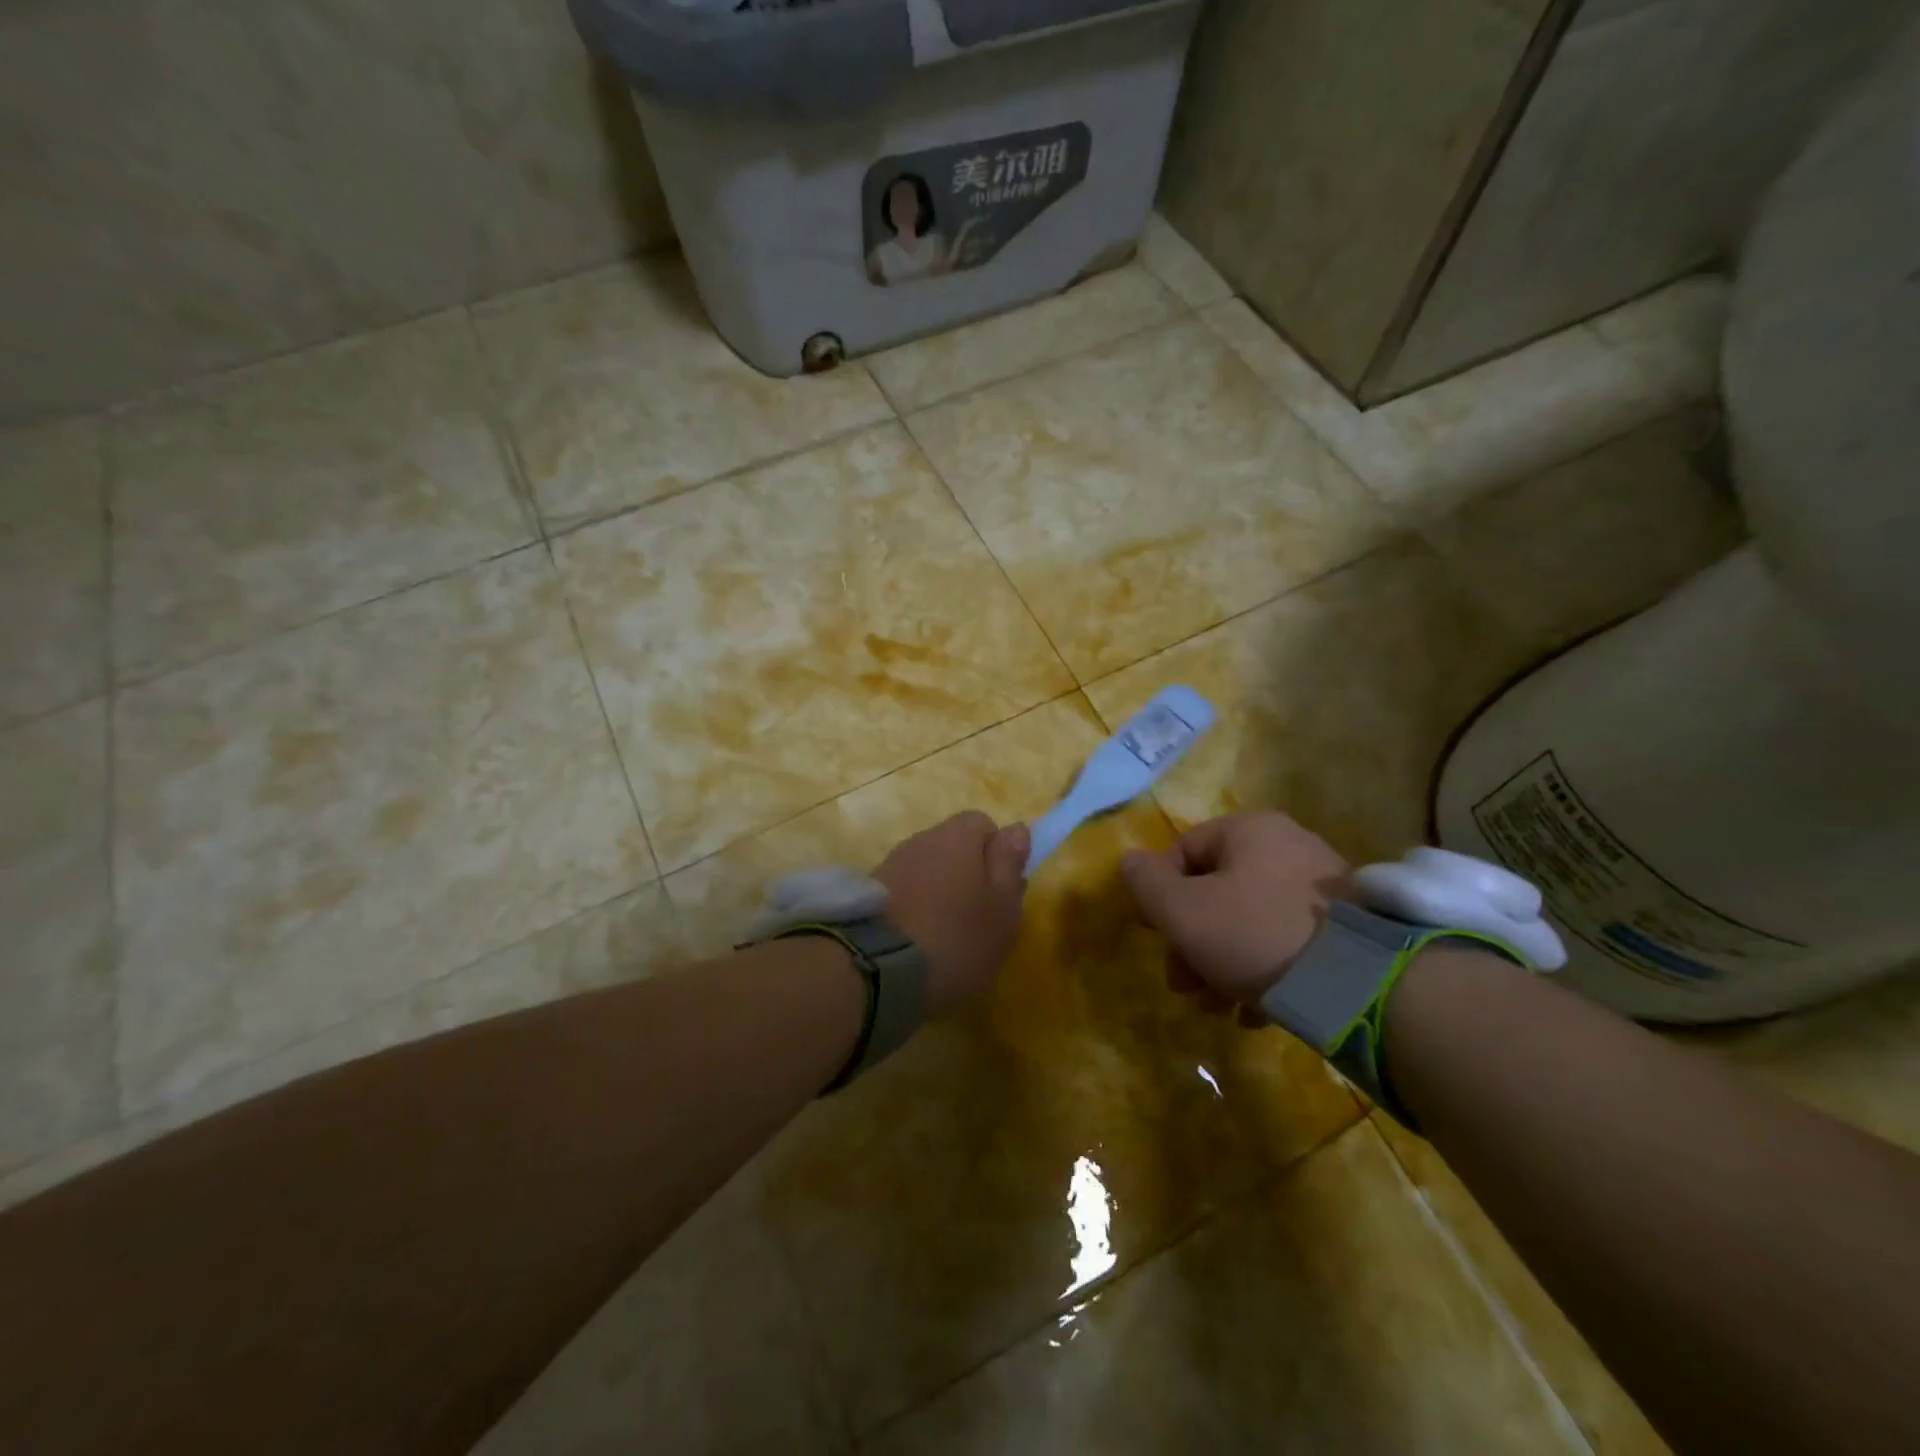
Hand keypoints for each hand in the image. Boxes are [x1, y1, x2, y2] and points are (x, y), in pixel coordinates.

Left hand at [875, 812, 1029, 1014]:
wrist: (876, 970)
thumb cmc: (956, 938)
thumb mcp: (1002, 910)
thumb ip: (1010, 866)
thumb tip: (1017, 830)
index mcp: (958, 837)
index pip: (984, 824)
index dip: (997, 854)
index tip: (1001, 891)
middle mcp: (921, 840)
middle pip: (953, 847)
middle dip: (968, 875)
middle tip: (979, 919)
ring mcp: (890, 865)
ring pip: (928, 870)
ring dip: (940, 893)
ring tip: (946, 936)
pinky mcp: (869, 894)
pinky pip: (905, 891)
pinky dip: (915, 909)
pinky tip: (918, 942)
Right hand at [1122, 813, 1351, 1024]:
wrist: (1359, 985)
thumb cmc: (1253, 935)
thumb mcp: (1182, 911)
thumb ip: (1146, 883)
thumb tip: (1129, 861)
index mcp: (1250, 831)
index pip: (1184, 851)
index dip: (1159, 894)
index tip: (1154, 935)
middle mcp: (1289, 847)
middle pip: (1217, 891)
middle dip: (1191, 941)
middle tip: (1183, 984)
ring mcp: (1324, 889)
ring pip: (1249, 921)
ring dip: (1221, 962)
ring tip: (1216, 1007)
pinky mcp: (1348, 929)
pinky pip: (1287, 943)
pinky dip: (1263, 971)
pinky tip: (1254, 1012)